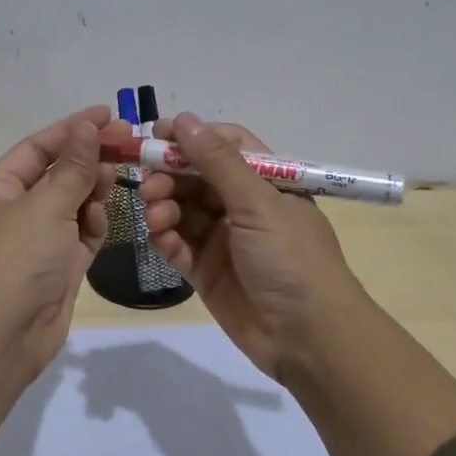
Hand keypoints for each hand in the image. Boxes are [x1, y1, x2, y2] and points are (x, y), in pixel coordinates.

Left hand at [0, 106, 117, 374]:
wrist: (4, 334)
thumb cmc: (18, 259)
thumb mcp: (46, 204)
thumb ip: (73, 167)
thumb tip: (87, 128)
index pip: (38, 148)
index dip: (72, 129)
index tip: (108, 115)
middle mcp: (14, 213)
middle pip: (58, 175)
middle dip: (89, 161)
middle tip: (129, 146)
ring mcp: (36, 242)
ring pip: (72, 205)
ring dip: (93, 193)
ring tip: (114, 182)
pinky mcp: (57, 268)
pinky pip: (80, 236)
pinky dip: (93, 226)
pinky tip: (105, 219)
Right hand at [139, 113, 363, 380]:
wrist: (308, 337)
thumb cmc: (291, 259)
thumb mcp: (258, 204)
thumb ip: (218, 162)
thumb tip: (184, 119)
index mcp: (266, 182)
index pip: (225, 146)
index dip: (192, 138)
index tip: (157, 134)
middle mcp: (244, 206)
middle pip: (197, 178)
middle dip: (170, 176)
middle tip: (148, 185)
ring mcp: (224, 240)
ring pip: (183, 211)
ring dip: (164, 207)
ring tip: (155, 217)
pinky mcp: (207, 272)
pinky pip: (179, 245)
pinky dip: (166, 239)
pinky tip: (159, 239)